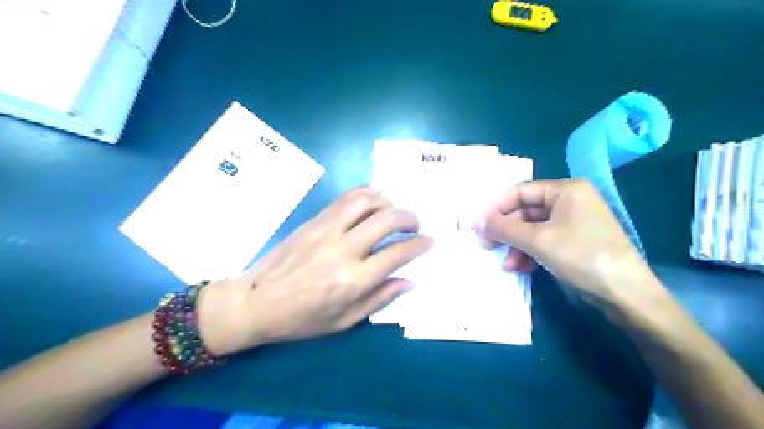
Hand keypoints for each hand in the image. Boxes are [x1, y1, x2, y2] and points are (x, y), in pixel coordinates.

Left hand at [195, 187, 434, 354]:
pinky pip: (345, 198)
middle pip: (386, 219)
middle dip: (409, 217)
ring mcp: (326, 230)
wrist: (257, 301)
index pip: (397, 253)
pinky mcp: (314, 221)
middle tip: (415, 224)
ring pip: (366, 200)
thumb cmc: (302, 318)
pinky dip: (366, 194)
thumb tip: (409, 281)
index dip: (419, 244)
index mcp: (353, 280)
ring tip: (394, 211)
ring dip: (388, 201)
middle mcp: (343, 249)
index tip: (429, 240)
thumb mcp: (345, 321)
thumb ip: (380, 298)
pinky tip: (374, 199)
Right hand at [475, 179, 662, 310]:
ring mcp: (573, 222)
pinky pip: (544, 241)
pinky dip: (530, 253)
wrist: (625, 294)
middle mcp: (570, 200)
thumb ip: (504, 228)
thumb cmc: (581, 256)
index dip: (496, 208)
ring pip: (533, 229)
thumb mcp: (537, 241)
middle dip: (506, 231)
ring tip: (507, 265)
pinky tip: (521, 268)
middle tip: (486, 246)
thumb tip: (476, 222)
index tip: (478, 226)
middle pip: (525, 211)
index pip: (520, 191)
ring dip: (516, 246)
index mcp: (565, 190)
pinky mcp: (575, 241)